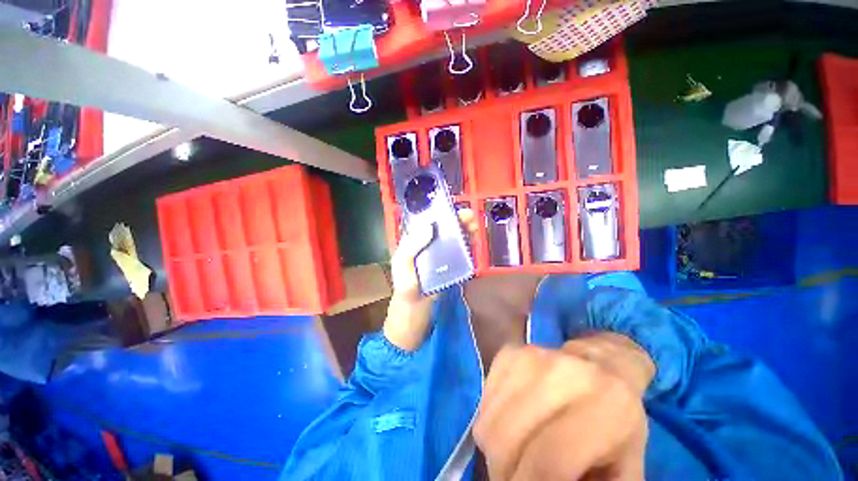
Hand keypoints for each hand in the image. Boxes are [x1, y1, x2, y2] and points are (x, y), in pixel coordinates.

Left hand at [383, 208, 476, 351]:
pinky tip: (474, 243)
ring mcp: (439, 259)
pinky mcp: (449, 269)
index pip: (427, 223)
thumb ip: (411, 247)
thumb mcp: (403, 269)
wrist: (415, 317)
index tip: (454, 210)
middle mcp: (427, 248)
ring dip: (464, 232)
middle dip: (456, 221)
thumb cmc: (406, 292)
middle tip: (471, 218)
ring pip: (453, 240)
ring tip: (475, 228)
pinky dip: (467, 248)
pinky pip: (459, 255)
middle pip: (443, 230)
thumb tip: (430, 226)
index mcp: (413, 244)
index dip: (440, 214)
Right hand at [474, 334, 654, 480]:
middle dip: (504, 473)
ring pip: (488, 424)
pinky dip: (491, 422)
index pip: (546, 463)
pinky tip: (513, 424)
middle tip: (517, 479)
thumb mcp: (625, 470)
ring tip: (517, 454)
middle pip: (506, 440)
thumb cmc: (619, 425)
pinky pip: (483, 403)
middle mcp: (561, 373)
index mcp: (605, 406)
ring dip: (495, 450)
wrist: (601, 365)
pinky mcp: (508, 353)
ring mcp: (528, 358)